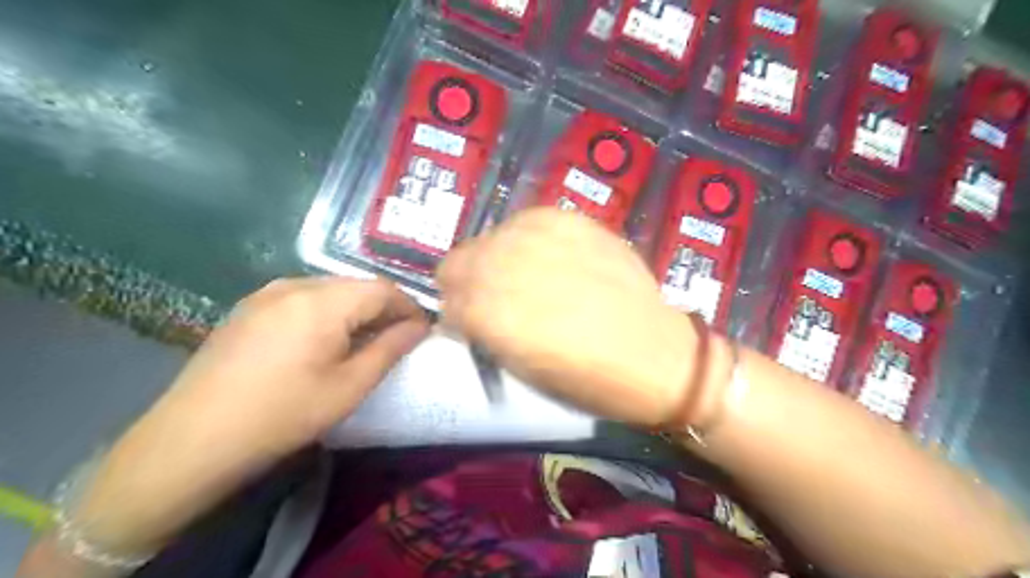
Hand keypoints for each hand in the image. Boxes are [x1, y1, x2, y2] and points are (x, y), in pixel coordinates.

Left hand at [70, 277, 428, 554]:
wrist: (192, 440)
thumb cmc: (283, 415)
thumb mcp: (349, 386)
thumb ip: (391, 349)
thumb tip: (420, 327)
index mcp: (322, 301)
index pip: (383, 289)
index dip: (409, 307)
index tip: (422, 331)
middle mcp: (295, 285)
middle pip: (356, 285)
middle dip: (383, 308)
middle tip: (396, 339)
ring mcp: (267, 293)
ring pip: (330, 290)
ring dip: (355, 310)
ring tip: (362, 342)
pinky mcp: (249, 307)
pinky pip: (303, 298)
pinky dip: (327, 312)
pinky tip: (324, 341)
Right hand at [436, 210, 717, 426]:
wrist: (655, 354)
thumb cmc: (587, 379)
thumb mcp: (521, 370)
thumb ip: (483, 332)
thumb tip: (465, 312)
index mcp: (490, 314)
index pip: (446, 299)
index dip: (457, 314)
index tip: (472, 322)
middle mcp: (506, 267)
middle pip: (457, 261)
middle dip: (469, 282)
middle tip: (496, 299)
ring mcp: (539, 237)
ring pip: (489, 237)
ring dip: (497, 259)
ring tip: (528, 278)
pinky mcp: (569, 220)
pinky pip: (527, 221)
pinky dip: (527, 240)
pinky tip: (550, 259)